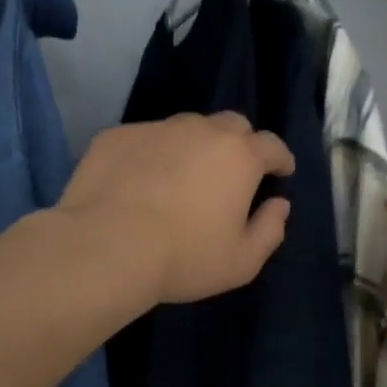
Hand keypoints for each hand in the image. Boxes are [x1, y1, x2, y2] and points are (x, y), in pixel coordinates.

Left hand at [61, 112, 295, 303]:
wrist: (105, 247)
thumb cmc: (184, 258)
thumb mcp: (242, 261)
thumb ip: (270, 230)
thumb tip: (279, 205)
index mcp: (239, 156)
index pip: (272, 145)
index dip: (280, 158)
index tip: (281, 172)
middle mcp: (201, 130)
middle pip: (232, 125)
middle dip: (240, 144)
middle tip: (233, 172)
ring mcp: (156, 129)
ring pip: (186, 128)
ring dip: (194, 146)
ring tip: (183, 176)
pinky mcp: (116, 136)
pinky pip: (145, 139)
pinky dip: (152, 155)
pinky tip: (140, 182)